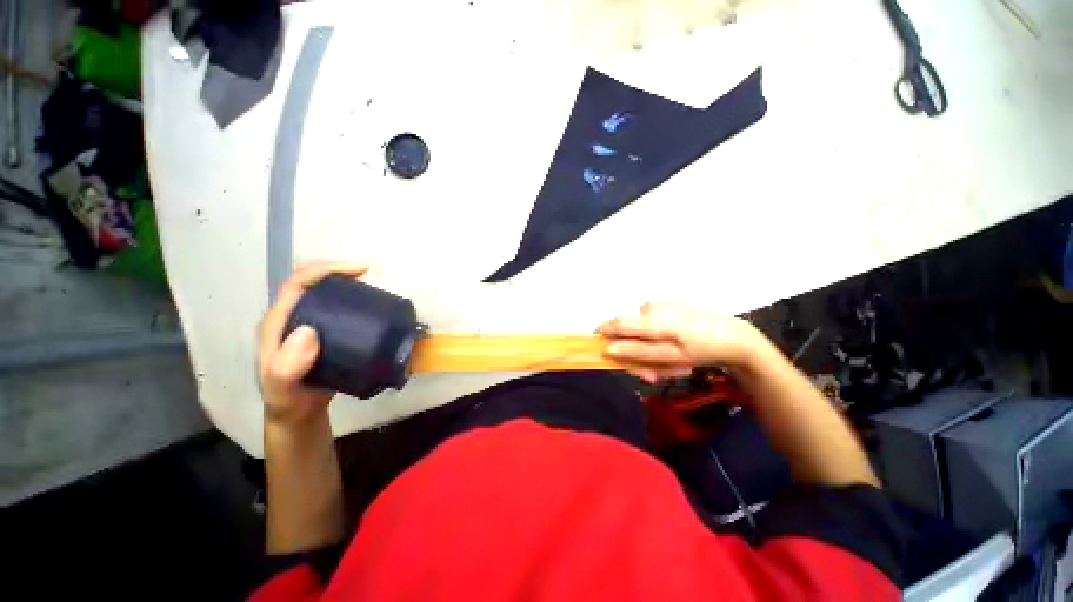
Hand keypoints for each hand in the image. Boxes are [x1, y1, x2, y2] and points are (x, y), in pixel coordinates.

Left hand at [259, 262, 368, 426]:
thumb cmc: (288, 400)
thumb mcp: (282, 388)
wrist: (299, 413)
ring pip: (330, 294)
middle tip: (372, 278)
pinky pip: (342, 309)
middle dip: (342, 273)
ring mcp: (311, 324)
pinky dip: (358, 302)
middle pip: (316, 283)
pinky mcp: (327, 333)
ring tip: (377, 289)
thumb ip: (288, 366)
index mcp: (279, 321)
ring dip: (352, 286)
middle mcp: (294, 317)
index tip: (359, 272)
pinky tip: (374, 308)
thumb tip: (310, 331)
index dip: (326, 270)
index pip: (298, 284)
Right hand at [598, 302, 767, 381]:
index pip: (615, 325)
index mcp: (650, 318)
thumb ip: (637, 352)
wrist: (735, 337)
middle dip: (636, 355)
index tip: (610, 356)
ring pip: (640, 330)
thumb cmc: (703, 349)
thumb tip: (608, 349)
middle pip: (628, 332)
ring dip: (649, 350)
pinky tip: (674, 350)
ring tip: (671, 366)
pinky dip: (657, 340)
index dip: (606, 339)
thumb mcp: (671, 357)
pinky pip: (651, 324)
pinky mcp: (667, 305)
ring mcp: (660, 304)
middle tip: (653, 375)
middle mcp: (650, 306)